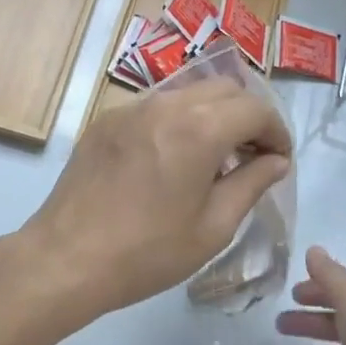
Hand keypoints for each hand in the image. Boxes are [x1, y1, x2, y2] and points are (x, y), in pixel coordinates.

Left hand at [14, 78, 291, 332]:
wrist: (67, 257)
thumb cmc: (147, 252)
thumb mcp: (212, 227)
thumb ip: (251, 184)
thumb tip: (275, 161)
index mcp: (197, 128)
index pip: (254, 108)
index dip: (276, 131)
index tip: (278, 160)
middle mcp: (165, 104)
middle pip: (223, 88)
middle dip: (247, 115)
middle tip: (252, 155)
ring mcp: (131, 107)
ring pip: (188, 91)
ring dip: (212, 113)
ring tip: (214, 156)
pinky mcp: (107, 119)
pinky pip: (155, 105)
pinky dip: (178, 119)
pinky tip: (172, 157)